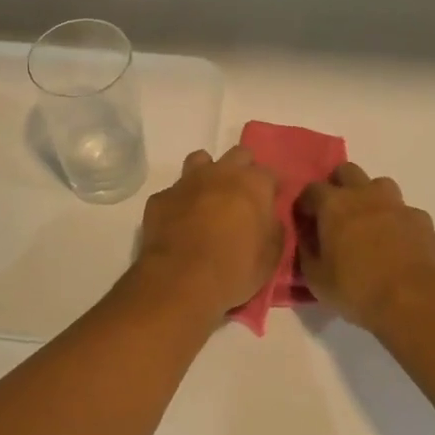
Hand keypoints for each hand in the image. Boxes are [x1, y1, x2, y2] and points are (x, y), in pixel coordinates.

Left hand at [128, 146, 280, 320]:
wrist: (182, 279)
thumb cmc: (235, 268)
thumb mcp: (271, 256)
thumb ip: (273, 229)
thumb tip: (268, 219)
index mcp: (253, 184)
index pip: (270, 173)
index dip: (271, 188)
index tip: (271, 202)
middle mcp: (222, 173)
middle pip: (238, 155)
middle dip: (243, 170)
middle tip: (242, 196)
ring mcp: (188, 181)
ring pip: (200, 160)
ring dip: (208, 174)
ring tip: (208, 198)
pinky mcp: (161, 197)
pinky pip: (173, 192)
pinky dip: (179, 202)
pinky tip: (179, 221)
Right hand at [298, 163, 434, 335]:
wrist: (415, 300)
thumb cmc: (358, 290)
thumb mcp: (317, 280)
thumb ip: (306, 254)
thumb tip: (306, 240)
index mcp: (334, 205)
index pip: (311, 190)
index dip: (305, 204)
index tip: (305, 221)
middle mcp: (365, 194)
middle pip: (346, 171)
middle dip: (338, 186)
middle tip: (336, 214)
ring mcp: (397, 204)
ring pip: (380, 185)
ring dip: (371, 198)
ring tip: (369, 224)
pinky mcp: (422, 219)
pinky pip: (405, 212)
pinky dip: (398, 222)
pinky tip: (398, 244)